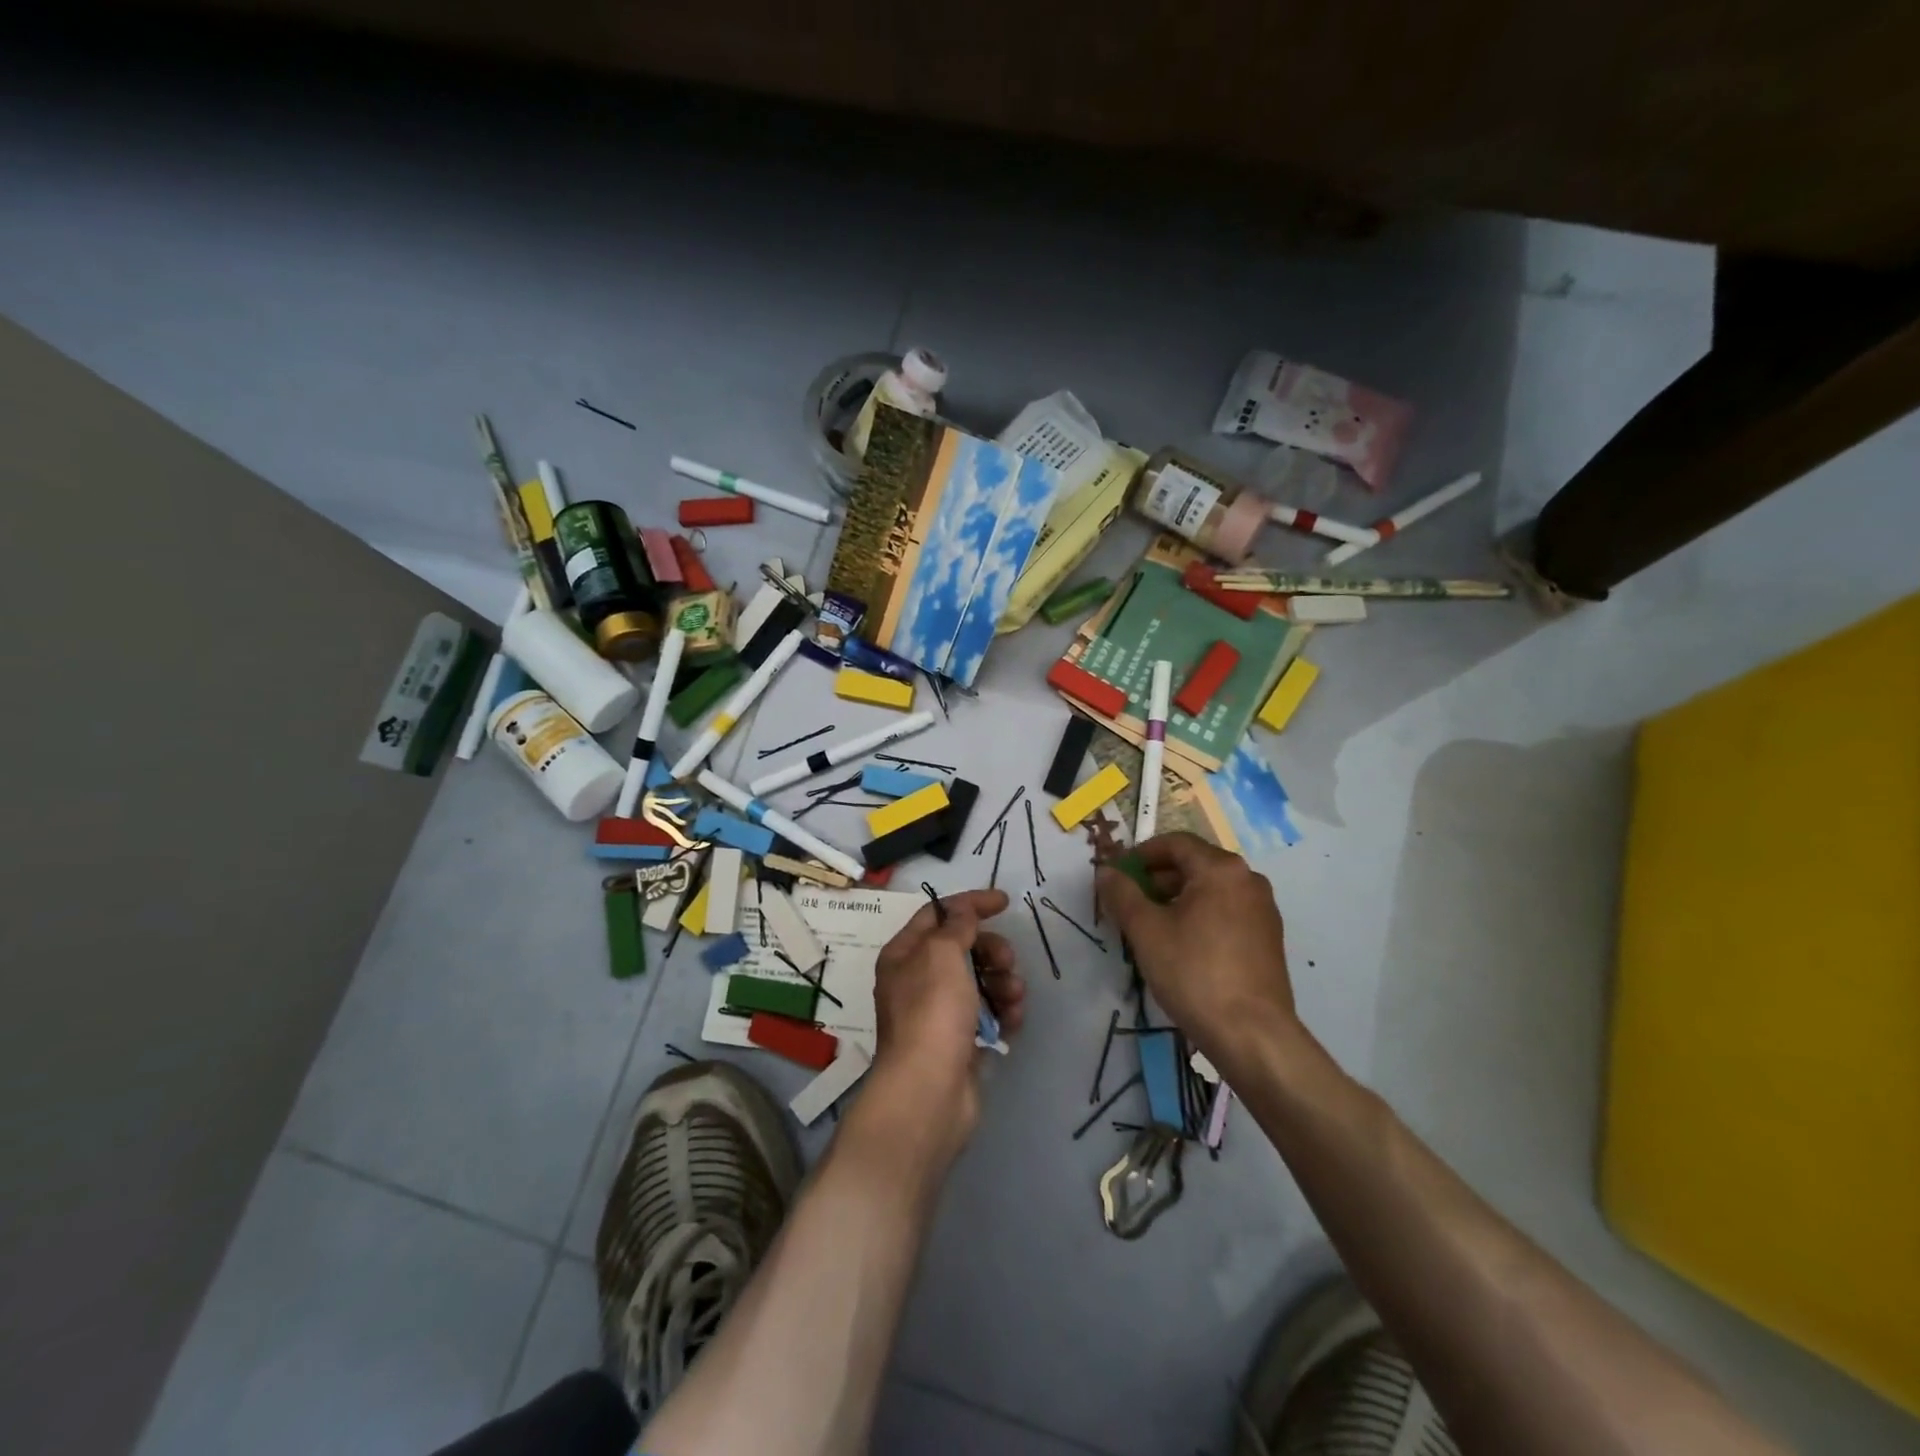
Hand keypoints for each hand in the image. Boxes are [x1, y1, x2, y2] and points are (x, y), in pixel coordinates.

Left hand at [869, 889, 1024, 1151]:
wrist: (929, 1091)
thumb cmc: (931, 1012)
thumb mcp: (942, 954)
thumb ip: (957, 925)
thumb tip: (962, 909)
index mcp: (904, 955)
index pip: (937, 914)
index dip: (970, 904)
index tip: (1005, 902)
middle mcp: (918, 980)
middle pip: (963, 948)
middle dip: (992, 950)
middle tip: (1008, 962)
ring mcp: (939, 1013)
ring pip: (981, 981)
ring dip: (1004, 983)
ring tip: (1014, 998)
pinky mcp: (961, 1041)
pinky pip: (988, 1014)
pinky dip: (1004, 1012)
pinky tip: (1014, 1021)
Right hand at [1096, 833, 1295, 1065]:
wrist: (1252, 1035)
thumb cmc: (1194, 973)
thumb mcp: (1146, 931)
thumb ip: (1122, 893)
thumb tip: (1106, 870)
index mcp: (1221, 869)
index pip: (1175, 843)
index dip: (1140, 854)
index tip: (1117, 875)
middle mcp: (1248, 880)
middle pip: (1194, 864)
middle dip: (1157, 878)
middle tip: (1128, 902)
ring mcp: (1263, 909)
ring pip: (1210, 890)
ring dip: (1176, 898)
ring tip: (1150, 926)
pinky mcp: (1268, 938)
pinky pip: (1226, 911)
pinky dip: (1199, 915)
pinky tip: (1181, 945)